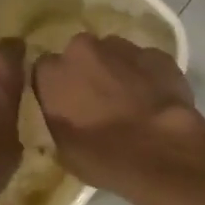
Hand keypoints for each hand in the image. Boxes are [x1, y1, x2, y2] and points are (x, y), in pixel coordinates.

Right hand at [31, 33, 204, 197]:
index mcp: (52, 73)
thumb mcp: (63, 149)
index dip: (56, 87)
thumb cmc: (103, 157)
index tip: (65, 104)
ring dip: (117, 71)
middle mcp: (83, 49)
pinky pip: (145, 62)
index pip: (44, 71)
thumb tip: (64, 115)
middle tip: (98, 101)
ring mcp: (123, 47)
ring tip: (130, 100)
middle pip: (79, 54)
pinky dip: (147, 75)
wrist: (160, 152)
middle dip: (87, 72)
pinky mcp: (157, 54)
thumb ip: (57, 120)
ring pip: (114, 53)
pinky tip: (155, 99)